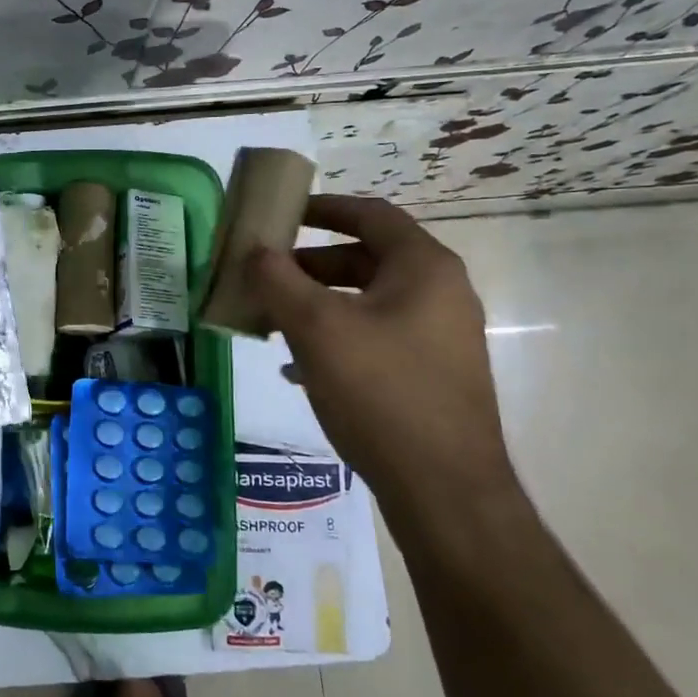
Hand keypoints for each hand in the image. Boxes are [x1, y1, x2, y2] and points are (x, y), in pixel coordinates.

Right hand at [246, 196, 513, 507]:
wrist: (443, 489)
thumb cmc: (380, 391)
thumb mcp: (317, 328)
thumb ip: (278, 280)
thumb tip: (253, 250)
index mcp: (424, 268)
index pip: (371, 214)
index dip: (323, 207)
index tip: (280, 214)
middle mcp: (439, 293)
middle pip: (365, 258)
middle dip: (308, 265)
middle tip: (264, 276)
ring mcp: (438, 337)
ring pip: (365, 302)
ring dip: (316, 304)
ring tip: (270, 322)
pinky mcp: (429, 374)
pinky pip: (374, 338)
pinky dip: (334, 338)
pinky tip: (296, 367)